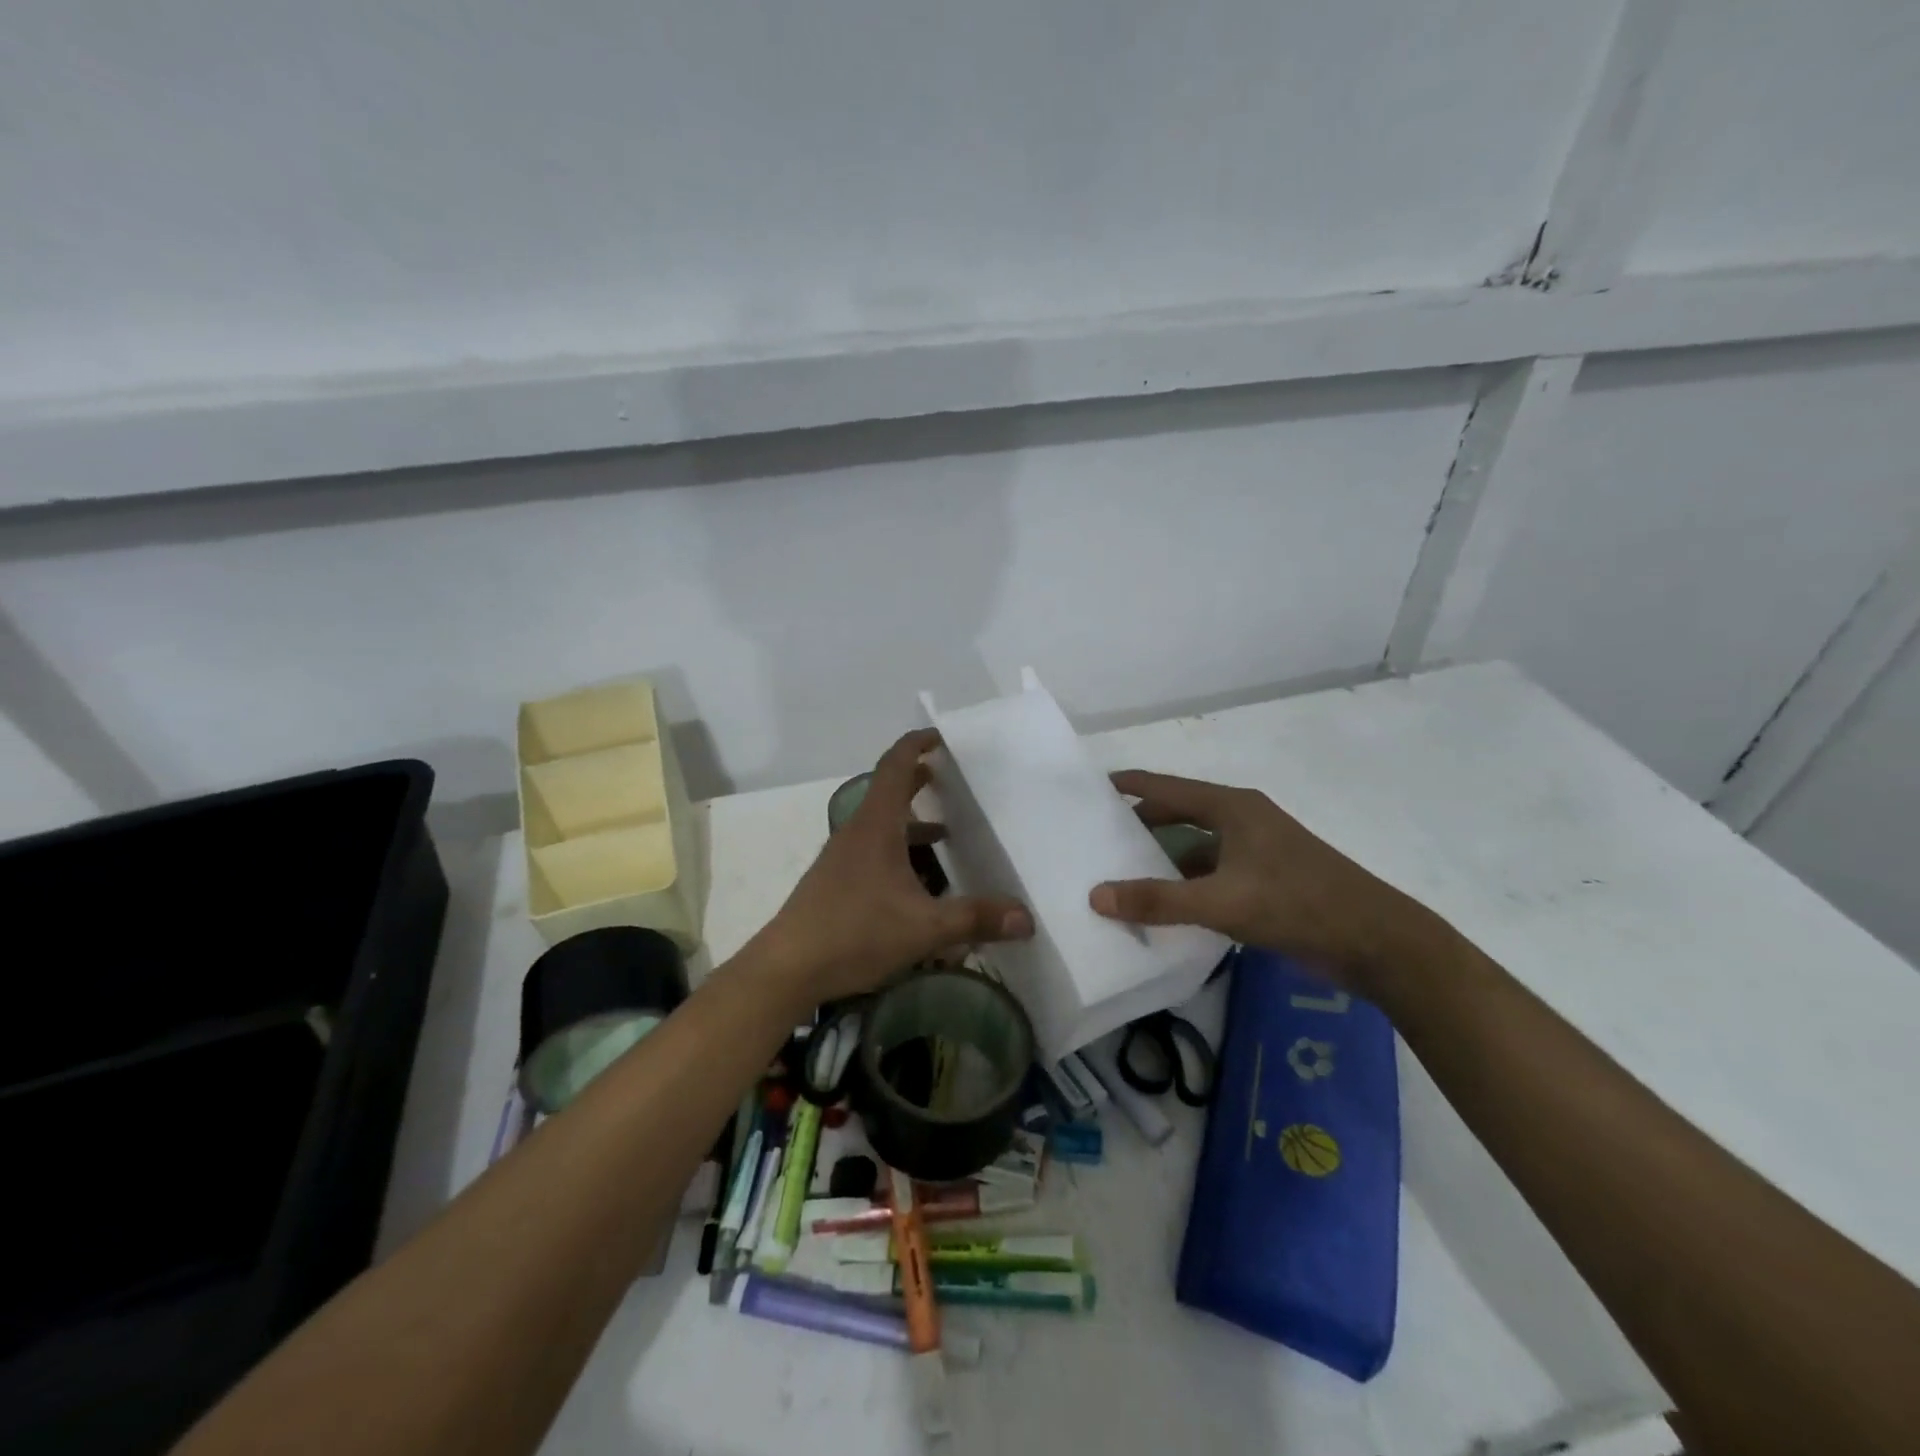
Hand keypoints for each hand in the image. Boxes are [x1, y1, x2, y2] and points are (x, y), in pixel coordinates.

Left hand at [749, 729, 1032, 1004]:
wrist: (786, 968)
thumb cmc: (854, 933)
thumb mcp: (924, 928)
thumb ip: (975, 919)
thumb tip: (1026, 918)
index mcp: (876, 827)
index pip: (894, 767)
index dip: (915, 745)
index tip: (939, 736)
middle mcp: (856, 833)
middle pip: (888, 792)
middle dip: (918, 781)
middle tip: (948, 778)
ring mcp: (842, 858)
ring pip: (882, 827)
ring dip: (912, 824)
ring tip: (946, 835)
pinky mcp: (836, 883)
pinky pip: (873, 852)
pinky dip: (899, 853)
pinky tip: (917, 885)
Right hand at [1088, 770, 1443, 992]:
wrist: (1377, 942)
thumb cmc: (1298, 904)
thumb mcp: (1222, 902)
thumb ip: (1158, 900)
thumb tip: (1095, 896)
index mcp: (1233, 808)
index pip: (1167, 787)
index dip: (1131, 785)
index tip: (1093, 787)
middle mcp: (1243, 820)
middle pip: (1180, 813)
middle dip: (1142, 824)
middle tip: (1100, 838)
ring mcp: (1258, 851)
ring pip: (1197, 847)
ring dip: (1165, 859)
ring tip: (1124, 876)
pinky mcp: (1268, 881)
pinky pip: (1214, 873)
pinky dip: (1188, 885)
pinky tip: (1168, 907)